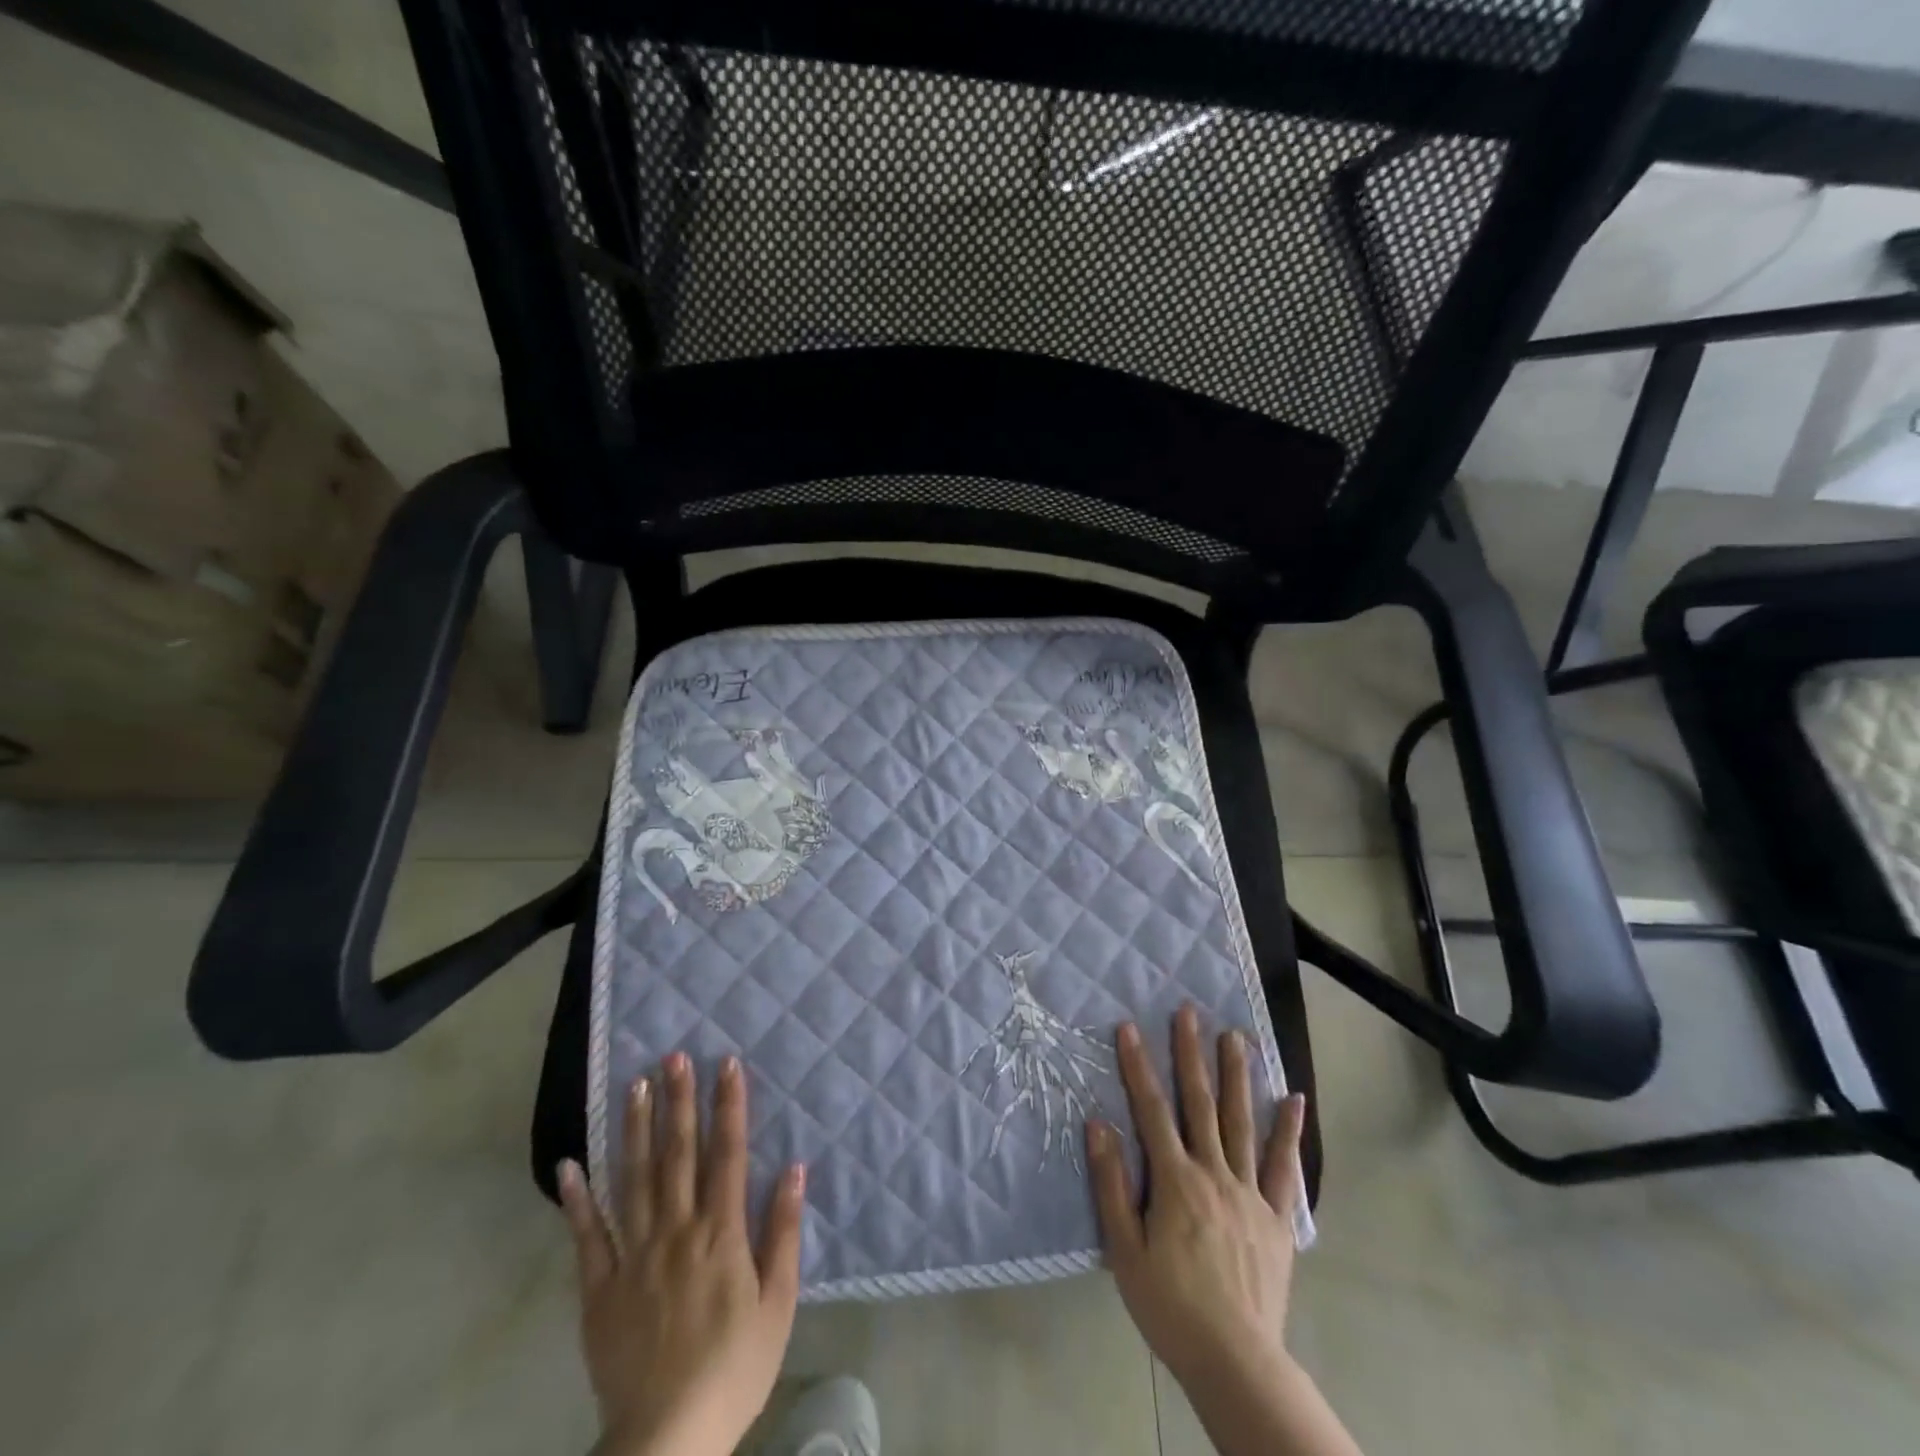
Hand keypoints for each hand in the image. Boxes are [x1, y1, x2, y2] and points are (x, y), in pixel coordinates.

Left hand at [557, 1052, 806, 1455]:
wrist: (667, 1439)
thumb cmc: (735, 1367)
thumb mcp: (778, 1303)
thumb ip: (784, 1232)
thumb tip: (795, 1168)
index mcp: (721, 1232)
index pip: (727, 1153)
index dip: (728, 1105)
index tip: (725, 1063)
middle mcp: (677, 1230)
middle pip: (678, 1154)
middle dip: (678, 1101)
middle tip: (673, 1055)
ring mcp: (634, 1255)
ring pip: (634, 1179)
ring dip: (634, 1129)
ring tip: (635, 1086)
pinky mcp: (600, 1288)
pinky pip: (587, 1236)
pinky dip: (577, 1199)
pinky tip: (569, 1164)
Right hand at [1088, 1007, 1358, 1455]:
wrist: (1235, 1361)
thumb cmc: (1169, 1305)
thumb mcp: (1124, 1250)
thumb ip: (1112, 1185)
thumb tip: (1098, 1125)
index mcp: (1175, 1180)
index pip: (1151, 1109)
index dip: (1138, 1065)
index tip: (1129, 1026)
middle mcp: (1213, 1173)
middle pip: (1200, 1103)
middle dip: (1191, 1054)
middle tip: (1189, 1012)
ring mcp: (1248, 1192)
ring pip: (1241, 1122)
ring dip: (1237, 1076)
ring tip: (1236, 1036)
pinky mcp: (1275, 1217)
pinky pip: (1282, 1167)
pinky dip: (1288, 1132)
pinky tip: (1294, 1100)